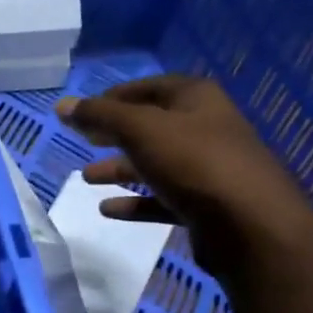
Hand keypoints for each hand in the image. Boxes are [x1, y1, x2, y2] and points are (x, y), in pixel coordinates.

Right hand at [54, 75, 312, 278]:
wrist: (249, 225)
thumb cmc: (194, 163)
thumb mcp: (141, 130)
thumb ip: (100, 116)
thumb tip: (62, 105)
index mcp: (196, 100)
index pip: (150, 87)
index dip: (116, 96)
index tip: (84, 111)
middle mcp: (205, 128)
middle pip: (152, 126)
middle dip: (115, 134)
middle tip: (83, 140)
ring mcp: (207, 169)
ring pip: (155, 164)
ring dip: (121, 169)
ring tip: (87, 178)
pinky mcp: (204, 205)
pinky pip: (161, 199)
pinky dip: (135, 202)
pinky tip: (108, 209)